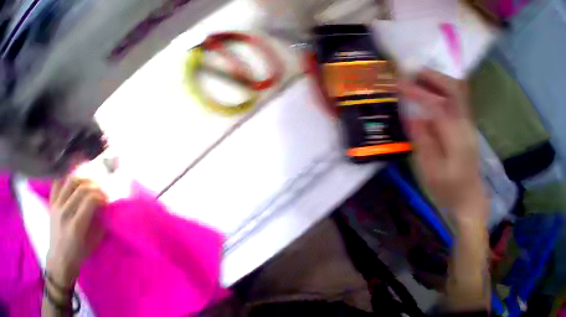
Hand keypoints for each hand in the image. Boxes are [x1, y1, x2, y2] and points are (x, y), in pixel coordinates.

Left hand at [46, 176, 106, 287]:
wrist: (59, 259)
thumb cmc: (78, 256)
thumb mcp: (93, 245)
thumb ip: (99, 226)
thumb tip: (106, 210)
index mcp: (76, 226)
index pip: (90, 201)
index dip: (101, 197)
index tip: (107, 201)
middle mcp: (64, 213)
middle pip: (81, 188)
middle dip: (95, 187)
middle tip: (101, 191)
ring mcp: (56, 206)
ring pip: (69, 181)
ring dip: (83, 179)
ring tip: (89, 184)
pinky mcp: (51, 203)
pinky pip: (57, 183)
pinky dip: (66, 177)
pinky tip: (73, 181)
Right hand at [398, 70, 486, 220]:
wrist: (470, 198)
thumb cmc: (449, 190)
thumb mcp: (431, 173)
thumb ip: (423, 142)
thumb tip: (413, 116)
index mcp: (457, 140)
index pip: (437, 106)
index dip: (418, 92)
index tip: (400, 84)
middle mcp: (466, 125)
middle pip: (455, 89)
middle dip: (433, 76)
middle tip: (412, 72)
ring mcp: (469, 123)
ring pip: (458, 91)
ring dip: (439, 79)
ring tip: (419, 77)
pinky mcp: (467, 124)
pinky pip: (458, 98)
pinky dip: (443, 88)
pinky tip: (431, 90)